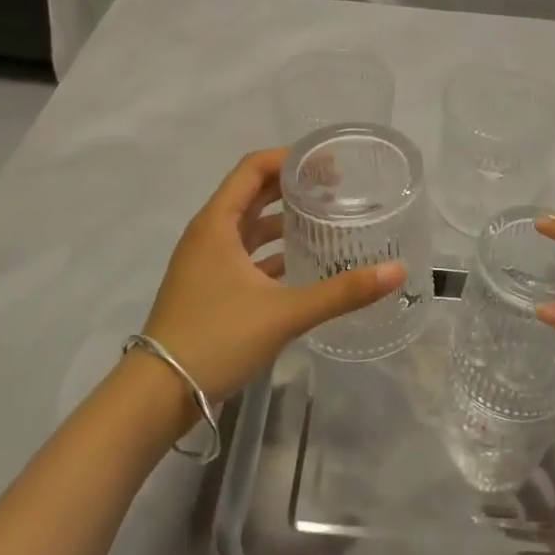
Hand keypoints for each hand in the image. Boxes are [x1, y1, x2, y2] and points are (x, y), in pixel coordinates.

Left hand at [137, 148, 403, 403]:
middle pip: (252, 193)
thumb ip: (341, 292)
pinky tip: (304, 263)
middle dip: (292, 186)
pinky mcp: (209, 288)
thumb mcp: (284, 313)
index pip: (253, 168)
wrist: (157, 396)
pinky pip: (246, 255)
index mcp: (217, 224)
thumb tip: (397, 271)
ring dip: (284, 219)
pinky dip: (273, 251)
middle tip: (337, 187)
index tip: (327, 161)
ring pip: (250, 227)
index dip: (289, 158)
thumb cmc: (216, 339)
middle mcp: (208, 234)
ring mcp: (206, 263)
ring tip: (326, 219)